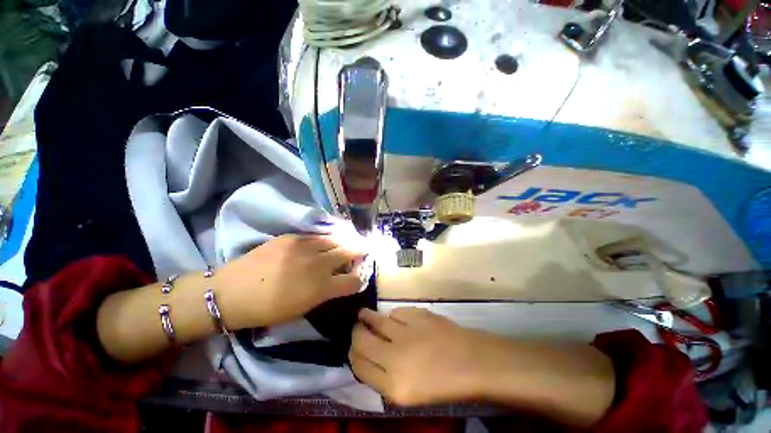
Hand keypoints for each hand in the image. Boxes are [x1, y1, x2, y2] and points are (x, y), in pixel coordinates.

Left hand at [218, 234, 365, 329]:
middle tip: (364, 250)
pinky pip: (317, 235)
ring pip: (335, 239)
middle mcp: (318, 263)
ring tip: (348, 242)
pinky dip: (326, 238)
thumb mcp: (302, 308)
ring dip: (345, 242)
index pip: (353, 280)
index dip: (360, 279)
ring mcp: (305, 246)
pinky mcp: (292, 237)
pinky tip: (327, 240)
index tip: (359, 277)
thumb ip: (325, 292)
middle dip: (360, 252)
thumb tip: (339, 280)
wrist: (231, 292)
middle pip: (349, 252)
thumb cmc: (267, 310)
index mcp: (321, 287)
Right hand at [350, 307, 490, 405]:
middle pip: (361, 340)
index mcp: (393, 385)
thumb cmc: (443, 384)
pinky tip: (397, 320)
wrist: (472, 362)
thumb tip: (370, 358)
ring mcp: (406, 332)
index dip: (353, 355)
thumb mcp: (409, 394)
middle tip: (356, 328)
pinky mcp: (417, 315)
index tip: (354, 348)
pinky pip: (395, 312)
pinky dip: (393, 316)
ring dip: (367, 318)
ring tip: (364, 316)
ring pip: (375, 320)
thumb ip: (384, 378)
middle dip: (355, 333)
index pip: (359, 366)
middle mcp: (395, 357)